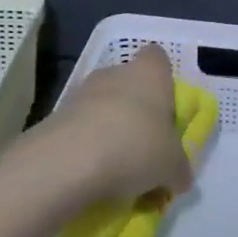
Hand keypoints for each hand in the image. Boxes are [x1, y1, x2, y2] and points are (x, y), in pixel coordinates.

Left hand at [40, 43, 192, 202]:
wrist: (69, 159)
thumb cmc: (136, 146)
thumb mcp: (172, 165)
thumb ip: (180, 169)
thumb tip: (180, 177)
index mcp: (149, 72)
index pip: (158, 58)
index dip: (164, 81)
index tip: (167, 111)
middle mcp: (115, 73)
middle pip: (130, 84)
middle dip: (136, 112)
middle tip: (145, 147)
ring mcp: (82, 91)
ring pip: (103, 106)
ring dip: (110, 130)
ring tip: (117, 170)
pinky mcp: (57, 115)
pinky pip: (81, 128)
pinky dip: (87, 147)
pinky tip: (93, 175)